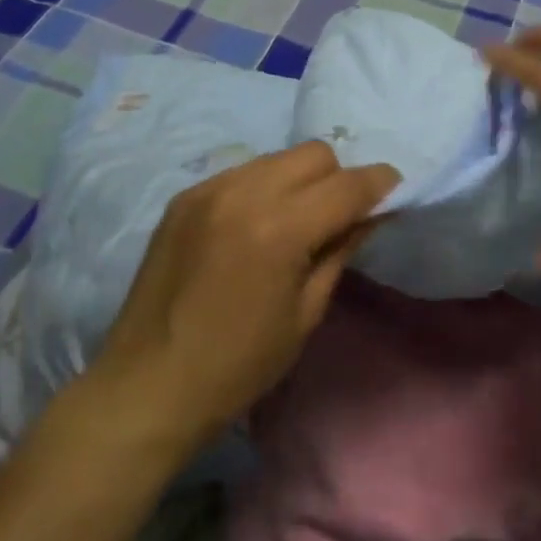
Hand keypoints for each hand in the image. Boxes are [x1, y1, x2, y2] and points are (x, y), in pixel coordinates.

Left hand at [83, 141, 398, 450]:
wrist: (146, 386)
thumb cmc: (237, 366)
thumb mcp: (305, 314)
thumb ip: (341, 250)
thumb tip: (371, 214)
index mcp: (279, 229)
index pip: (348, 185)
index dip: (380, 185)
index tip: (394, 193)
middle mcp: (245, 193)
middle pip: (315, 154)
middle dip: (338, 178)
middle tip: (339, 216)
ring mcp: (210, 189)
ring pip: (278, 157)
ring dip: (300, 179)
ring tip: (294, 220)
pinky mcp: (185, 195)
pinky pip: (243, 171)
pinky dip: (262, 187)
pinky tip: (254, 225)